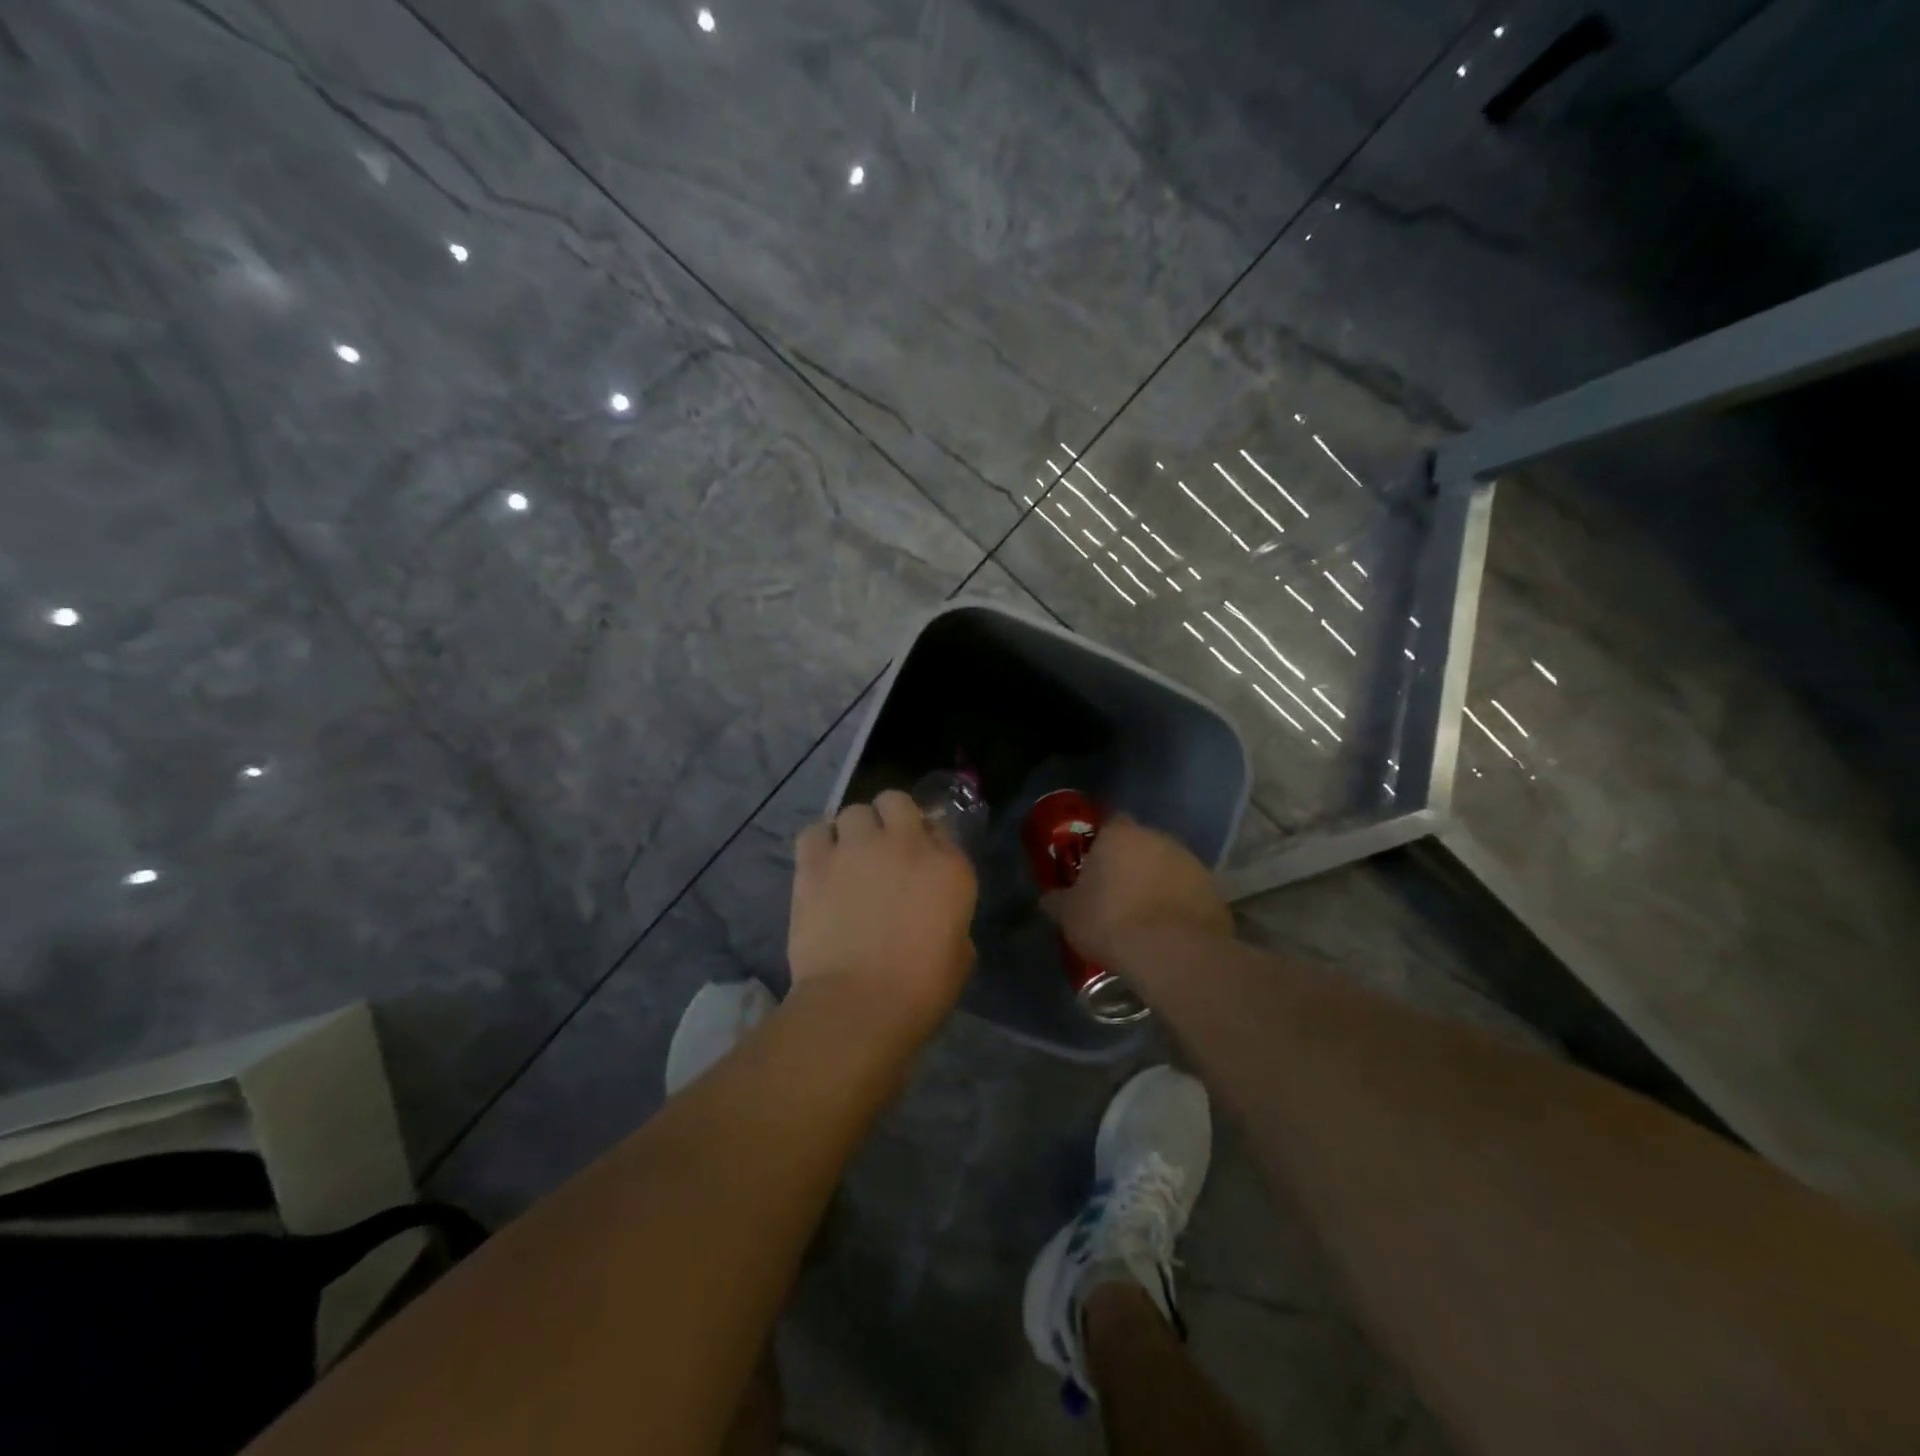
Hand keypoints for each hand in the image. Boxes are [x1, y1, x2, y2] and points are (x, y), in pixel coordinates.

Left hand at [789, 790, 978, 1027]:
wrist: (858, 1004)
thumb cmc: (920, 990)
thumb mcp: (960, 955)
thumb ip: (951, 920)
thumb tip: (935, 917)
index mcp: (949, 867)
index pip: (940, 830)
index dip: (927, 843)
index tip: (919, 865)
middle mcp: (906, 844)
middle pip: (896, 802)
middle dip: (890, 819)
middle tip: (884, 851)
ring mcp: (858, 848)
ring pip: (853, 811)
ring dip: (854, 831)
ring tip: (848, 859)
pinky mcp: (816, 862)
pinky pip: (815, 831)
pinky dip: (819, 843)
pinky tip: (821, 865)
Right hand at [1040, 815, 1232, 965]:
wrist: (1173, 952)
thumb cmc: (1111, 922)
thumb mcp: (1069, 915)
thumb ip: (1057, 900)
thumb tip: (1048, 898)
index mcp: (1120, 834)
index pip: (1109, 823)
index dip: (1100, 843)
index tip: (1093, 866)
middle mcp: (1158, 837)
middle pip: (1141, 844)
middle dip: (1131, 863)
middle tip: (1117, 893)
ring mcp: (1191, 862)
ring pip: (1168, 867)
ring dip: (1158, 883)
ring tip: (1145, 916)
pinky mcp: (1214, 890)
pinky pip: (1189, 892)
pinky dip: (1179, 904)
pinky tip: (1169, 930)